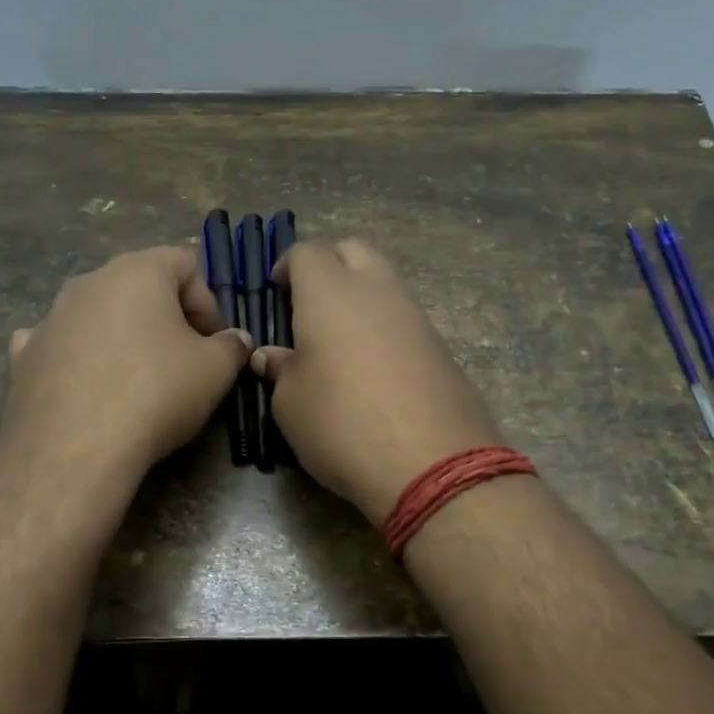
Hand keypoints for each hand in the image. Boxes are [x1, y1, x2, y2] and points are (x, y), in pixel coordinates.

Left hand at [0, 246, 251, 483]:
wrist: (74, 450)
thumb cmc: (155, 393)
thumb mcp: (215, 370)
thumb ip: (232, 346)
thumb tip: (235, 340)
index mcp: (137, 271)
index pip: (186, 262)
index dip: (210, 300)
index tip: (215, 341)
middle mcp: (89, 282)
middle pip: (140, 285)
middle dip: (168, 317)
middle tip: (185, 359)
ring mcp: (50, 317)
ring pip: (99, 313)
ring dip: (124, 335)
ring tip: (138, 378)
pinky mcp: (24, 356)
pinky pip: (60, 344)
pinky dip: (78, 356)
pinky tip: (87, 385)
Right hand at [251, 240, 503, 524]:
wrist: (432, 463)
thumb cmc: (342, 425)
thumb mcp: (290, 404)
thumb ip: (280, 371)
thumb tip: (272, 356)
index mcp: (330, 293)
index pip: (306, 252)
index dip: (287, 267)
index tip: (277, 292)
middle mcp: (376, 290)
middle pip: (353, 251)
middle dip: (329, 266)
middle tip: (309, 305)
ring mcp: (415, 315)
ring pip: (384, 282)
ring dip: (361, 296)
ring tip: (340, 341)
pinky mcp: (441, 345)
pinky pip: (405, 317)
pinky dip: (385, 326)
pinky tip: (374, 367)